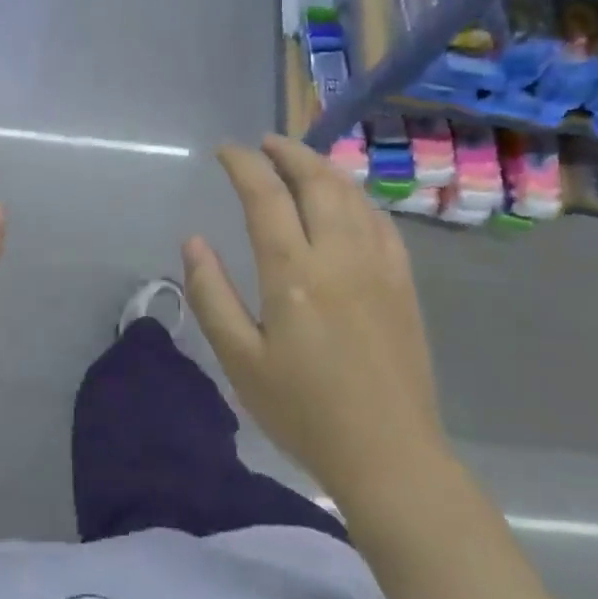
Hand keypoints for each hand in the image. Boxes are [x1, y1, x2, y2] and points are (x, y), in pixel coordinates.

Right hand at [182, 135, 445, 503]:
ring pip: (352, 194)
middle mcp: (340, 255)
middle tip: (263, 143)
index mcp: (293, 273)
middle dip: (287, 152)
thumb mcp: (240, 360)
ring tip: (299, 161)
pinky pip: (381, 221)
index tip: (225, 151)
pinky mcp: (404, 283)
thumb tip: (193, 240)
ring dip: (322, 168)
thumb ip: (211, 294)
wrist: (389, 455)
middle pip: (316, 181)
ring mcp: (379, 266)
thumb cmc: (303, 411)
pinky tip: (346, 202)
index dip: (242, 164)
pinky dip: (357, 197)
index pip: (265, 195)